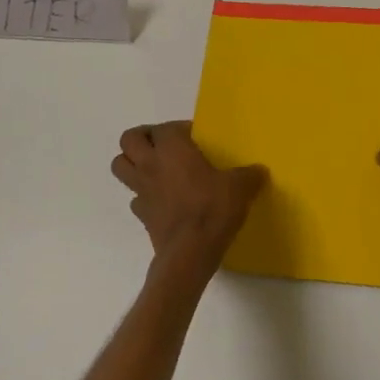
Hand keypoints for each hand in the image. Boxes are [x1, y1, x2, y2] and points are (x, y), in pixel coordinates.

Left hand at [112, 122, 266, 287]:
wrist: (190, 252)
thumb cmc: (213, 209)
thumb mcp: (240, 187)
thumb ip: (250, 175)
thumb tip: (259, 171)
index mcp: (172, 148)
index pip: (164, 127)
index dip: (179, 128)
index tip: (196, 138)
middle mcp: (150, 164)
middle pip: (128, 139)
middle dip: (142, 137)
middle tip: (163, 145)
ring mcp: (141, 190)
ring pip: (120, 166)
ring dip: (132, 162)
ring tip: (154, 167)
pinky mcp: (141, 214)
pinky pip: (134, 198)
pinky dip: (143, 195)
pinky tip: (161, 200)